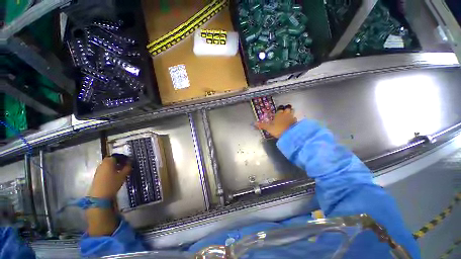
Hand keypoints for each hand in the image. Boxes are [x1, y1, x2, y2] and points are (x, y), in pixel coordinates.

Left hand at [88, 157, 131, 198]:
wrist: (99, 196)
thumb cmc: (112, 183)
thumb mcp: (123, 175)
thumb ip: (127, 167)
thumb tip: (130, 162)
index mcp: (109, 161)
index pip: (117, 156)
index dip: (123, 158)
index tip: (129, 161)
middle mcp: (102, 164)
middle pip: (111, 160)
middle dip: (119, 162)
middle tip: (125, 166)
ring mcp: (98, 170)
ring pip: (108, 165)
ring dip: (114, 166)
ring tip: (121, 171)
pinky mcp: (97, 176)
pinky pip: (105, 170)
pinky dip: (110, 170)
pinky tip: (115, 176)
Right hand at [256, 105, 296, 137]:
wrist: (290, 134)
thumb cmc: (278, 129)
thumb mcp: (268, 128)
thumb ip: (262, 125)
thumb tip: (255, 123)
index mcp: (279, 114)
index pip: (280, 108)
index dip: (280, 108)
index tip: (279, 110)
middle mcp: (286, 114)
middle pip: (288, 108)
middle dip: (287, 108)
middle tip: (285, 111)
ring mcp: (292, 117)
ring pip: (292, 112)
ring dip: (291, 112)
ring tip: (289, 115)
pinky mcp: (296, 122)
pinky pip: (295, 118)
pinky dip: (294, 119)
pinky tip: (292, 122)